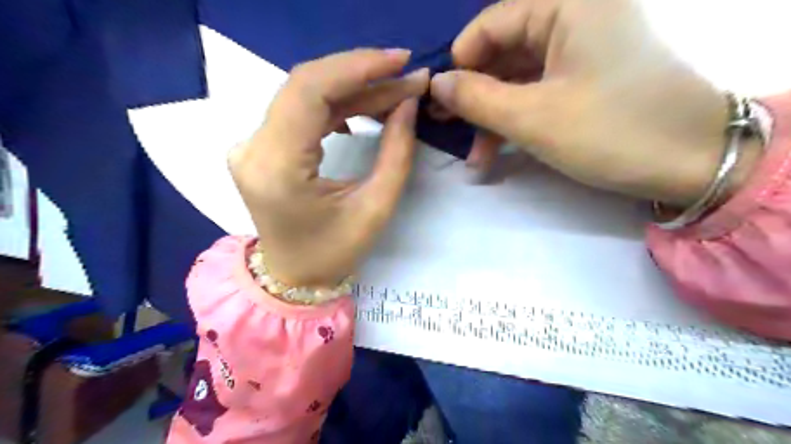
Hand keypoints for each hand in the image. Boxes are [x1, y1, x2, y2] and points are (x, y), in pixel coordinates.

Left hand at [226, 46, 430, 283]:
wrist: (294, 276)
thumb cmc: (334, 253)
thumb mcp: (376, 208)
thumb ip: (396, 153)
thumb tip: (408, 104)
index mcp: (277, 167)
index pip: (309, 90)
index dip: (357, 67)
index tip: (401, 61)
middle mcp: (253, 148)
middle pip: (306, 85)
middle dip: (361, 74)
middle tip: (405, 74)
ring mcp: (251, 145)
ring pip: (305, 94)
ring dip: (353, 88)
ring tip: (394, 91)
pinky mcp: (261, 146)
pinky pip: (301, 111)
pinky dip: (337, 103)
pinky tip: (366, 107)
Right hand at [429, 0, 762, 206]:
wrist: (693, 162)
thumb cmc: (611, 131)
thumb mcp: (533, 117)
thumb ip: (476, 98)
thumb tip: (437, 84)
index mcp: (567, 5)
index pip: (491, 24)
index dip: (459, 62)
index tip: (438, 100)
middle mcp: (575, 18)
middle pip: (503, 53)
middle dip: (473, 96)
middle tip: (445, 127)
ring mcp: (582, 52)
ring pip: (518, 79)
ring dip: (492, 118)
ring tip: (474, 158)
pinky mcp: (586, 80)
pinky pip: (538, 93)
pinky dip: (515, 121)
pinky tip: (497, 152)